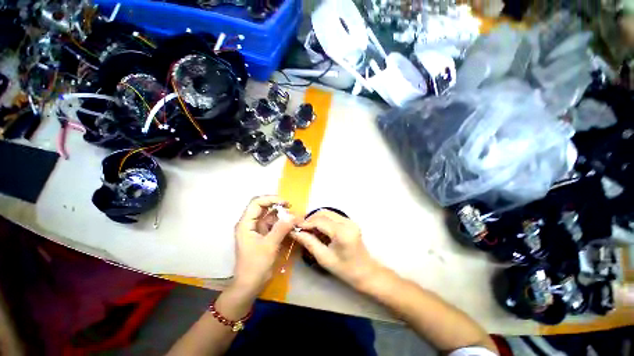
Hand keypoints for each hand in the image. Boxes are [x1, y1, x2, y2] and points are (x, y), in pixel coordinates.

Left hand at [232, 196, 297, 295]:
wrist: (250, 285)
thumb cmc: (255, 265)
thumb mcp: (269, 246)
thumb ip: (281, 229)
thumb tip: (293, 216)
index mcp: (246, 223)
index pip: (256, 203)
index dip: (271, 199)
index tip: (285, 203)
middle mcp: (250, 223)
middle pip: (263, 207)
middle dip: (277, 206)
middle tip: (291, 209)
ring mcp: (257, 229)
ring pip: (269, 215)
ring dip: (281, 215)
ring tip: (293, 218)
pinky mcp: (263, 235)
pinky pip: (273, 224)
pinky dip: (282, 223)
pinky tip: (290, 225)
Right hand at [291, 210, 380, 288]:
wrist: (365, 271)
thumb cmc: (345, 269)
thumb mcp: (324, 258)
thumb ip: (309, 242)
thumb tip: (295, 232)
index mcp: (342, 232)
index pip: (320, 221)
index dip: (306, 223)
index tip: (295, 227)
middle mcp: (347, 222)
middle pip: (324, 213)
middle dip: (310, 219)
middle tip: (301, 228)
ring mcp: (350, 220)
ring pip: (328, 213)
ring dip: (316, 218)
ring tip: (308, 228)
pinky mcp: (350, 221)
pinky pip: (333, 216)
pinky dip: (323, 220)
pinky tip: (318, 229)